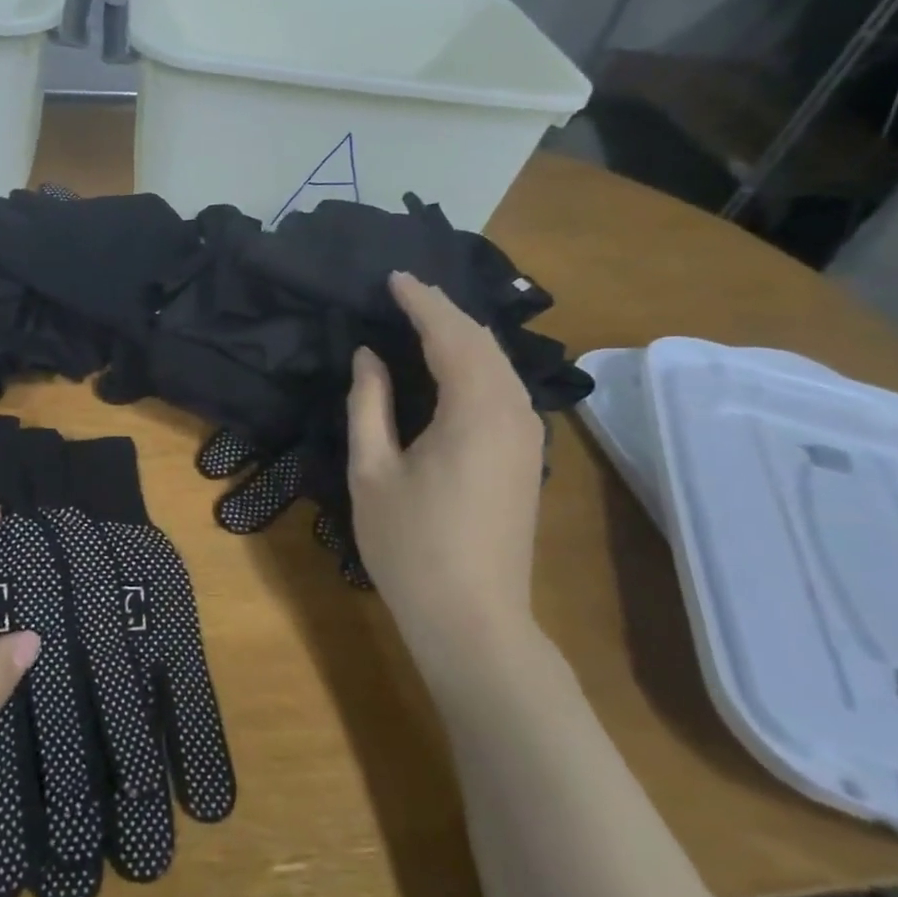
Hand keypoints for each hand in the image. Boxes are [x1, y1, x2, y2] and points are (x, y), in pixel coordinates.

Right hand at [346, 272, 549, 700]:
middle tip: (405, 292)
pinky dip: (476, 363)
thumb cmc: (410, 546)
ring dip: (462, 335)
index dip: (421, 301)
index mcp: (475, 410)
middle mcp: (513, 411)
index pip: (450, 333)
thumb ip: (369, 403)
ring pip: (499, 363)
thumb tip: (368, 356)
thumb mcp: (372, 470)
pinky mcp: (528, 456)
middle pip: (482, 341)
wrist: (473, 619)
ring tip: (423, 319)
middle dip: (444, 311)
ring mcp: (528, 436)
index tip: (393, 277)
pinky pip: (504, 388)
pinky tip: (452, 366)